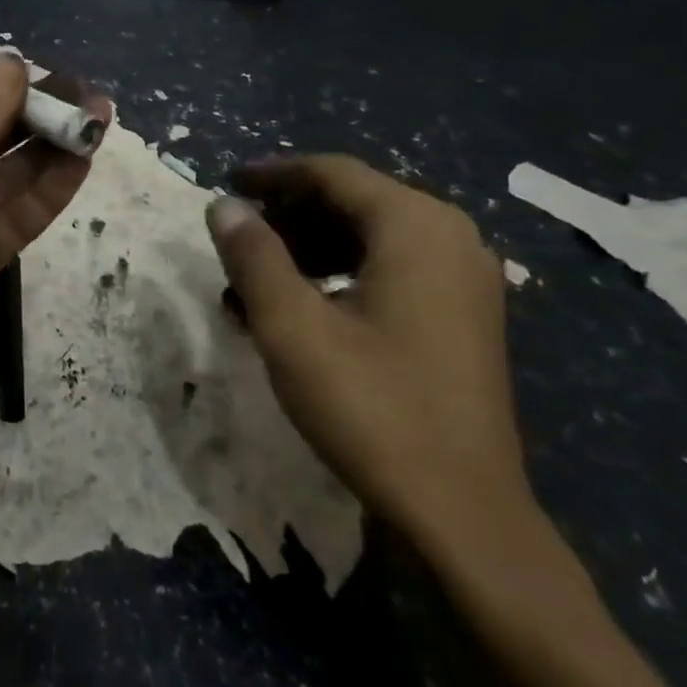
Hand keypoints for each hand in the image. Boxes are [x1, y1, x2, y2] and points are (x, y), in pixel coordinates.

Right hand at [205, 155, 529, 550]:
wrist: (462, 513)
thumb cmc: (371, 408)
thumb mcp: (292, 327)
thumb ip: (253, 256)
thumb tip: (223, 205)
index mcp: (415, 226)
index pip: (333, 174)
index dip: (273, 175)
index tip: (226, 182)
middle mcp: (450, 238)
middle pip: (354, 201)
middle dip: (288, 216)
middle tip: (235, 238)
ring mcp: (464, 280)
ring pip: (370, 237)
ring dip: (308, 249)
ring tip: (255, 282)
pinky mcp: (463, 317)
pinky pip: (390, 270)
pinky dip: (339, 276)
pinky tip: (299, 310)